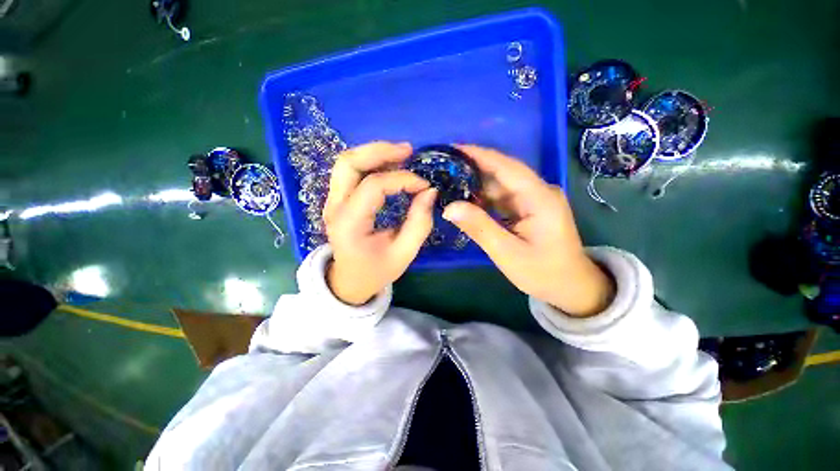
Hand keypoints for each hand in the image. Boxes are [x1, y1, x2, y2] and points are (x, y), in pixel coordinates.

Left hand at [323, 141, 436, 304]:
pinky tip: (390, 166)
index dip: (402, 180)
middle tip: (409, 151)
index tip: (425, 185)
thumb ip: (419, 222)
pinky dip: (371, 163)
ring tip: (401, 155)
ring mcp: (332, 201)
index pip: (374, 186)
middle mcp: (334, 207)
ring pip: (347, 162)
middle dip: (380, 151)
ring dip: (374, 153)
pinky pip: (351, 171)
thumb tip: (430, 192)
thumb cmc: (376, 271)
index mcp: (349, 224)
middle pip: (349, 162)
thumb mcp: (404, 253)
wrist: (349, 281)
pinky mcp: (337, 200)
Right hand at [442, 145, 614, 316]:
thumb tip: (449, 207)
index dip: (479, 155)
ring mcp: (534, 199)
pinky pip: (503, 197)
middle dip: (474, 166)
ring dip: (476, 182)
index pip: (506, 166)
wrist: (571, 286)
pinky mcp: (529, 208)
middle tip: (445, 165)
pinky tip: (466, 198)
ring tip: (450, 179)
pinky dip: (484, 197)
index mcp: (539, 197)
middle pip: (502, 172)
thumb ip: (479, 227)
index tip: (454, 147)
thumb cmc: (543, 272)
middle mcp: (538, 191)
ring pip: (501, 184)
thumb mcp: (507, 253)